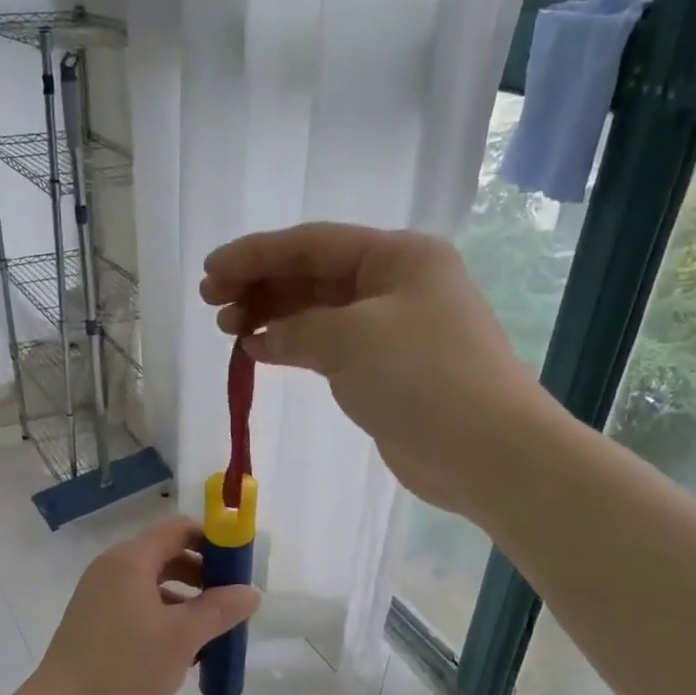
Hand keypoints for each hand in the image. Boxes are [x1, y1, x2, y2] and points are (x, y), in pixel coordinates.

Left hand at [29, 517, 261, 694]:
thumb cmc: (124, 671)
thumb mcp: (181, 639)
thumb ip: (219, 610)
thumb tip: (251, 591)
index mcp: (130, 561)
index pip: (180, 529)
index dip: (214, 541)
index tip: (241, 567)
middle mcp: (111, 569)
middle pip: (167, 555)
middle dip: (204, 575)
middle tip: (232, 604)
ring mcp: (99, 596)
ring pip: (153, 585)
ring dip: (186, 601)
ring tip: (213, 634)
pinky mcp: (93, 623)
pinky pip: (137, 606)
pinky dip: (164, 617)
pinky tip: (183, 652)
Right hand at [201, 223, 546, 516]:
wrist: (485, 451)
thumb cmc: (423, 377)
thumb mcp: (351, 339)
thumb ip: (296, 329)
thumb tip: (260, 339)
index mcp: (398, 256)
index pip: (313, 243)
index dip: (256, 254)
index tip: (210, 272)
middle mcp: (397, 284)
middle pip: (314, 273)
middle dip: (261, 283)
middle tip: (213, 303)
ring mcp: (393, 328)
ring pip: (319, 310)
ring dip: (272, 315)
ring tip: (228, 328)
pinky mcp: (386, 369)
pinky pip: (329, 346)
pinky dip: (293, 346)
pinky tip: (257, 352)